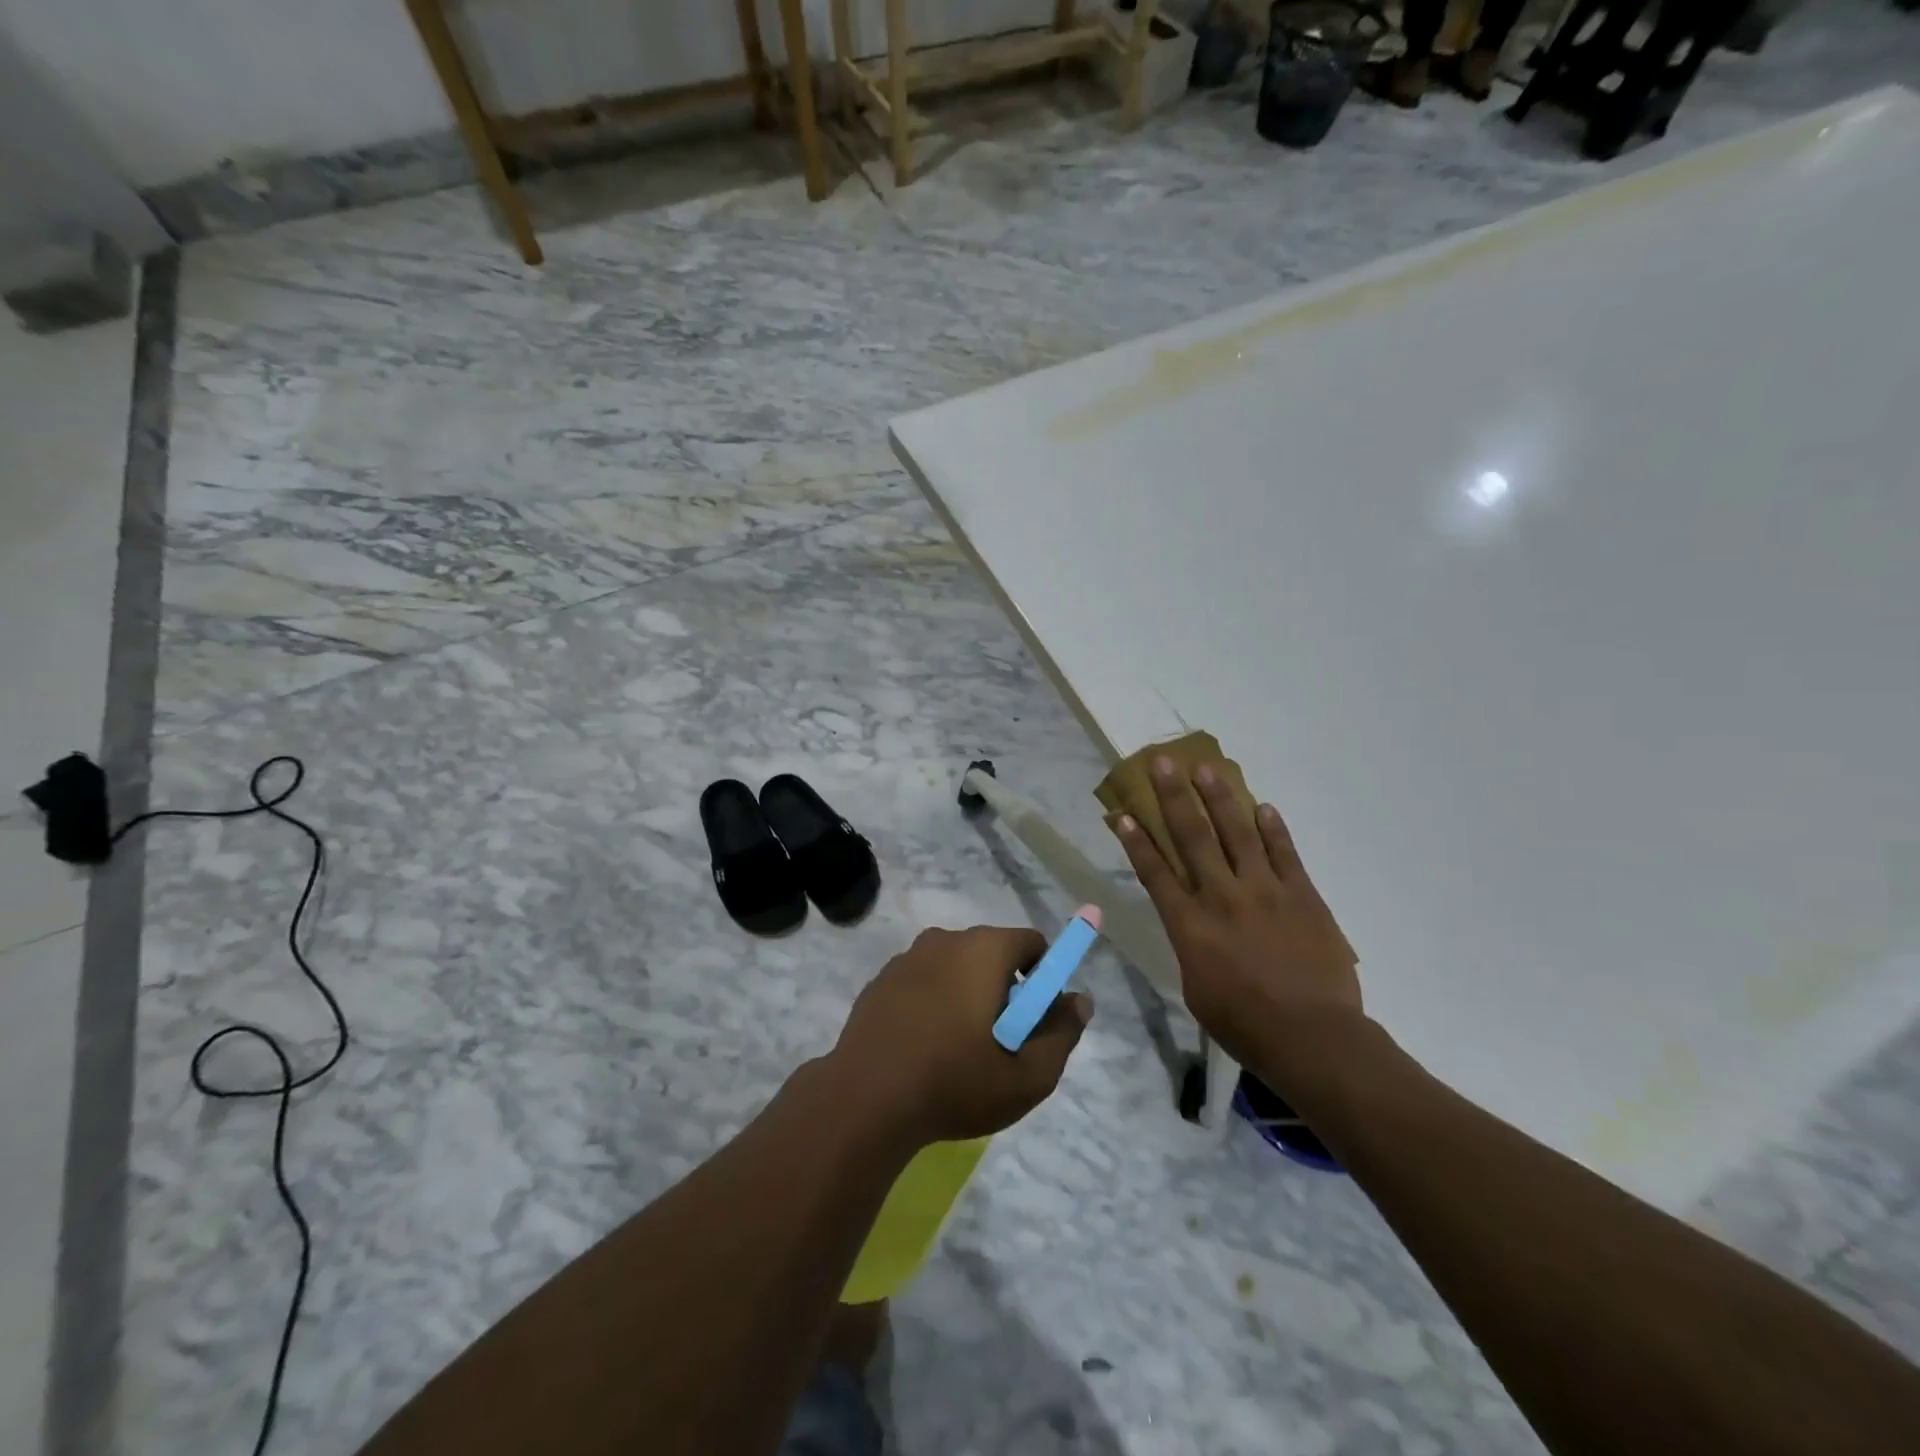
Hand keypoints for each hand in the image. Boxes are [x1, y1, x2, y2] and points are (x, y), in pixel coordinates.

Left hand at [831, 925, 1091, 1145]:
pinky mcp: (880, 981)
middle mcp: (944, 939)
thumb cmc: (955, 1083)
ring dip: (966, 996)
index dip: (1043, 978)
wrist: (865, 1100)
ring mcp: (907, 958)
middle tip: (999, 1042)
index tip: (1034, 1020)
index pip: (1031, 942)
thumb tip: (1080, 1001)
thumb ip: (1062, 1033)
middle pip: (992, 954)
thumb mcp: (1028, 1076)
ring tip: (958, 1051)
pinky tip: (924, 1048)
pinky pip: (922, 982)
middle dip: (1004, 989)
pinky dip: (932, 1003)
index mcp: (983, 949)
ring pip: (955, 968)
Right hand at [1114, 758, 1361, 1067]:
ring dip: (1220, 798)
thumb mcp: (1196, 988)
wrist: (1313, 1038)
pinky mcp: (1302, 896)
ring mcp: (1265, 892)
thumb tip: (1194, 923)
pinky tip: (1262, 806)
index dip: (1137, 840)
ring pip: (1238, 833)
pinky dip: (1273, 828)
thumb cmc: (1245, 1024)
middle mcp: (1222, 897)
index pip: (1156, 872)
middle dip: (1174, 797)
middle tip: (1163, 762)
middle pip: (1193, 837)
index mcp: (1190, 925)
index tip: (1125, 812)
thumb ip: (1192, 946)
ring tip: (1207, 768)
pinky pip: (1285, 853)